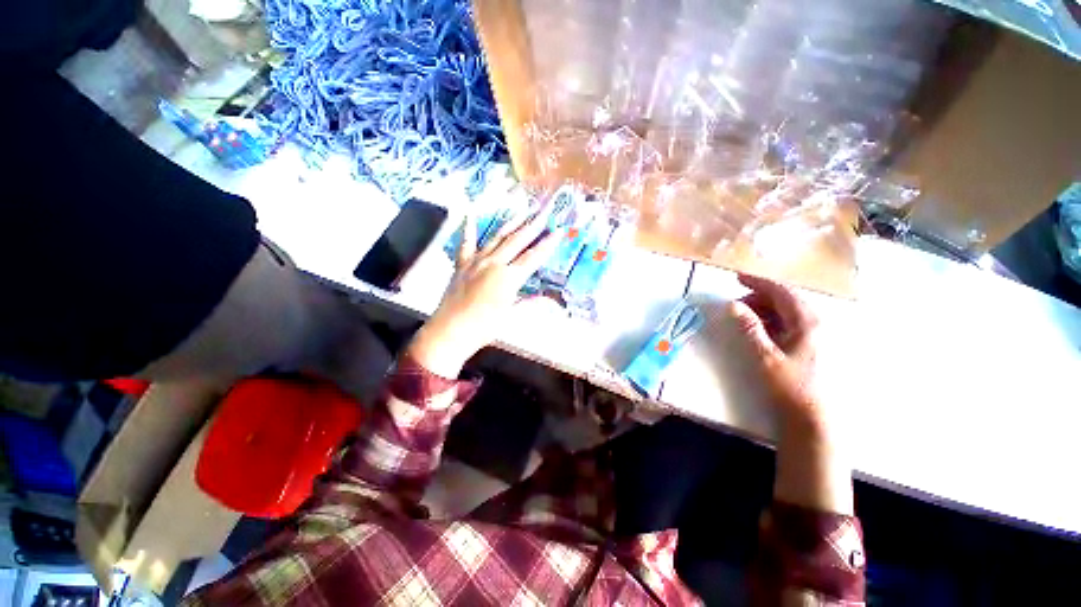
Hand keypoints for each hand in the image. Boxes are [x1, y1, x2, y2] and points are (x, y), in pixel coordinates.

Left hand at [407, 204, 560, 377]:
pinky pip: (466, 243)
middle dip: (533, 226)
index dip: (548, 243)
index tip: (560, 230)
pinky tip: (470, 214)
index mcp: (509, 277)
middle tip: (544, 212)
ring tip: (523, 211)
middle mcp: (494, 263)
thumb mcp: (512, 315)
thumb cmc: (484, 327)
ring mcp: (476, 261)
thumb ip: (531, 302)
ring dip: (511, 223)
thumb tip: (551, 299)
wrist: (451, 331)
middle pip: (517, 241)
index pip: (533, 257)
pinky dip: (469, 228)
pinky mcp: (462, 264)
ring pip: (497, 237)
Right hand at [730, 273, 852, 513]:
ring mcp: (813, 334)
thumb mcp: (766, 356)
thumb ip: (750, 328)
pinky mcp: (809, 345)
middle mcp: (814, 323)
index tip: (737, 278)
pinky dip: (770, 320)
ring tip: (743, 316)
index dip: (758, 282)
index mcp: (807, 322)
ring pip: (786, 311)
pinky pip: (788, 322)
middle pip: (784, 299)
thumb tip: (733, 305)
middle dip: (758, 296)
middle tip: (735, 303)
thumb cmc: (791, 385)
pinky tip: (758, 329)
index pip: (781, 291)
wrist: (812, 416)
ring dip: (763, 308)